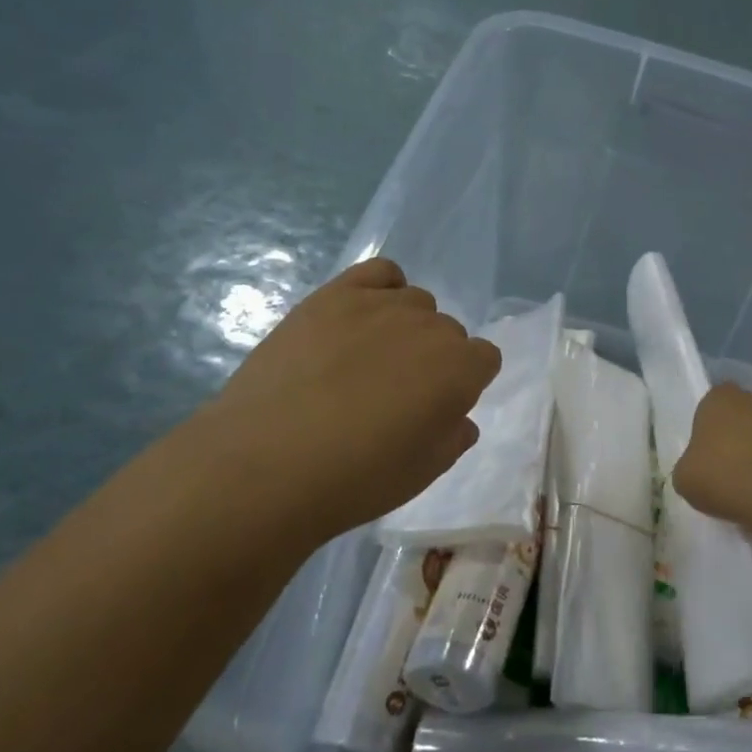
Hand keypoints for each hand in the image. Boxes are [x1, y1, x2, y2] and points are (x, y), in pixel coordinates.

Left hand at [192, 258, 500, 548]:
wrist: (266, 465)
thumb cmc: (356, 478)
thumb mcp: (424, 472)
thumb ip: (453, 436)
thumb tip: (457, 416)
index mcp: (460, 369)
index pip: (485, 359)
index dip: (465, 384)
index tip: (438, 408)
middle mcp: (430, 327)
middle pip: (449, 330)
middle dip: (435, 358)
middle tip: (396, 393)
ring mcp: (380, 305)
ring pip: (416, 303)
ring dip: (406, 328)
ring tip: (369, 360)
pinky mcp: (334, 295)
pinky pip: (380, 273)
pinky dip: (383, 290)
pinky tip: (361, 319)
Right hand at [671, 383, 751, 532]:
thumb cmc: (723, 475)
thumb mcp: (683, 477)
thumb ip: (689, 465)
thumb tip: (700, 469)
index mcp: (718, 397)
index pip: (706, 409)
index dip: (704, 434)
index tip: (703, 459)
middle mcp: (750, 399)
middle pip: (734, 421)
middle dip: (730, 442)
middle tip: (722, 472)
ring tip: (744, 488)